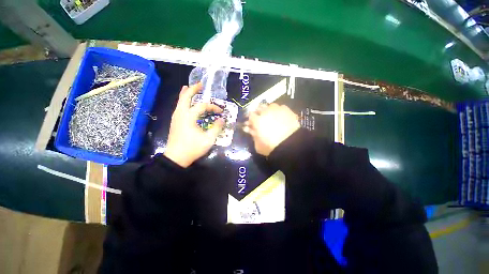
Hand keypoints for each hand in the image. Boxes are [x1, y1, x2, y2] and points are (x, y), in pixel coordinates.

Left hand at [164, 83, 224, 167]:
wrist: (176, 158)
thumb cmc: (192, 148)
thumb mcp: (208, 139)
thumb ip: (216, 128)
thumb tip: (222, 119)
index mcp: (189, 117)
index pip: (202, 106)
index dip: (213, 107)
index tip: (220, 112)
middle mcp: (181, 113)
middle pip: (185, 97)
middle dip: (193, 89)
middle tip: (200, 84)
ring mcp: (176, 117)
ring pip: (180, 101)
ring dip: (186, 93)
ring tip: (190, 88)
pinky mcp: (175, 121)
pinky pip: (179, 106)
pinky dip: (183, 101)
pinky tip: (186, 102)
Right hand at [244, 103, 299, 155]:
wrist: (290, 145)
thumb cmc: (271, 147)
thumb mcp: (258, 145)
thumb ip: (253, 135)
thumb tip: (250, 130)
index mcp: (257, 120)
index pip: (250, 115)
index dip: (250, 118)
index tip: (251, 122)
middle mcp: (266, 112)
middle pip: (259, 107)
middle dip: (258, 112)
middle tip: (260, 118)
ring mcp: (277, 110)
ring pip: (270, 105)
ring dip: (268, 109)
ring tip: (271, 115)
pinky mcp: (287, 110)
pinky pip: (281, 107)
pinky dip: (279, 110)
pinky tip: (281, 116)